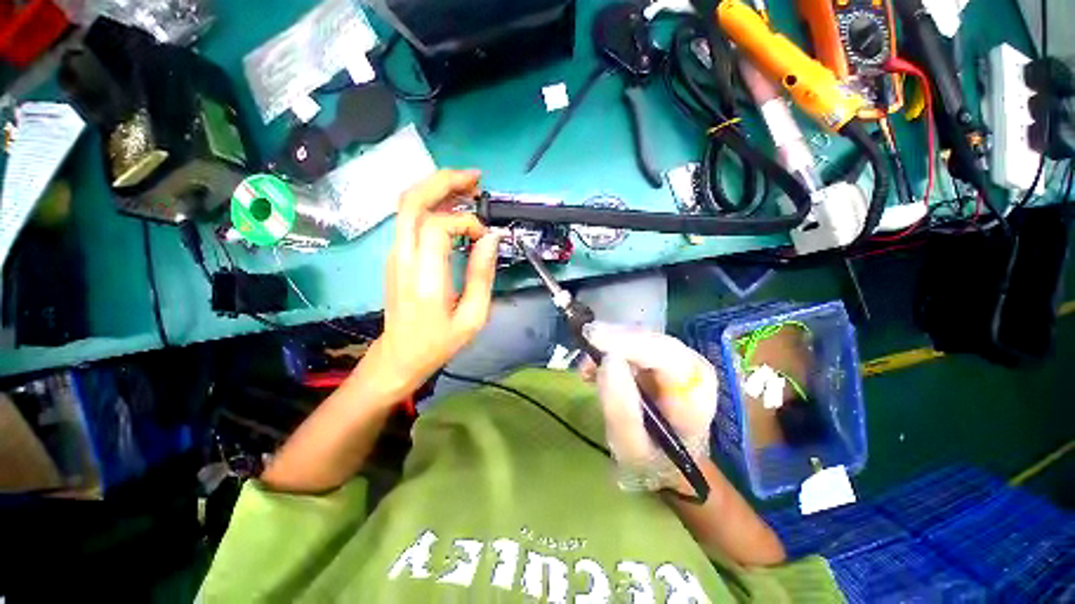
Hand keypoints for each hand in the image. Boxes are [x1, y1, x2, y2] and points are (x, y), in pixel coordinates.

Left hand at [365, 170, 501, 395]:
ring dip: (437, 189)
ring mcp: (395, 254)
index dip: (466, 222)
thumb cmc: (438, 342)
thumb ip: (482, 275)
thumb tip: (491, 239)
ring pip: (407, 205)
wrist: (399, 356)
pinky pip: (410, 219)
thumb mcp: (473, 317)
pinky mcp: (396, 256)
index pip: (438, 225)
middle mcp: (403, 257)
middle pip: (411, 200)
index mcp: (424, 277)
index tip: (485, 237)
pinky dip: (432, 205)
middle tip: (475, 178)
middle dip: (443, 180)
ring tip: (468, 188)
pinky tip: (453, 210)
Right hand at [587, 323, 718, 492]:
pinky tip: (594, 367)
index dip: (629, 343)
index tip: (593, 338)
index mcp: (694, 393)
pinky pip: (633, 342)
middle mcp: (691, 367)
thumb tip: (607, 360)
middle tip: (584, 343)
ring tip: (587, 367)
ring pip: (640, 336)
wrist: (669, 462)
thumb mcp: (632, 450)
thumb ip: (621, 410)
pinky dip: (610, 348)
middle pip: (651, 339)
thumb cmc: (654, 462)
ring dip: (610, 343)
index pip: (666, 356)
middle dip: (615, 339)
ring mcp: (677, 359)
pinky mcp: (661, 357)